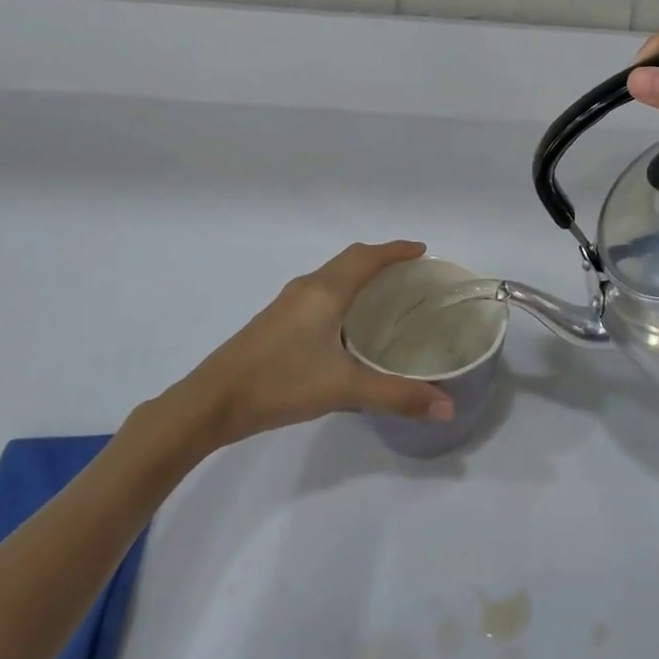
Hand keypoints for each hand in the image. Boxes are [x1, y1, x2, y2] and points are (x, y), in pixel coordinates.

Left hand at [154, 241, 455, 451]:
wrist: (211, 402)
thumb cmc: (280, 383)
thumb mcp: (344, 388)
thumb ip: (398, 396)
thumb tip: (448, 407)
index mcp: (325, 291)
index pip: (367, 257)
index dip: (396, 250)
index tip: (422, 251)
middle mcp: (307, 287)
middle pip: (350, 259)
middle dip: (381, 259)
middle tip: (411, 273)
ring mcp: (287, 303)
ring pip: (332, 275)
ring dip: (360, 275)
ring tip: (386, 294)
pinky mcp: (276, 320)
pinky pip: (319, 291)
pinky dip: (343, 291)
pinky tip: (347, 323)